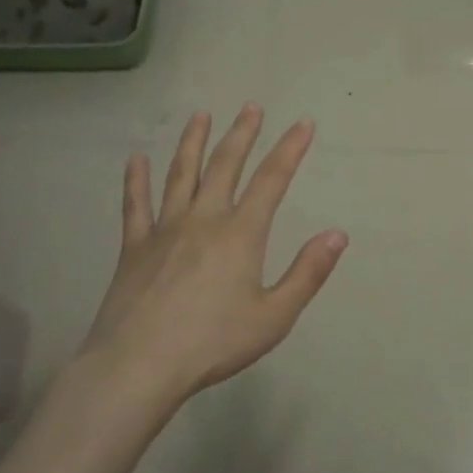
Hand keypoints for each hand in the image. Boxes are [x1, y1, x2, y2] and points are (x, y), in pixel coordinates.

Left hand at [81, 105, 347, 405]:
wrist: (139, 365)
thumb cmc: (213, 343)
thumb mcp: (274, 316)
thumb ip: (307, 273)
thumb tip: (338, 234)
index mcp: (241, 234)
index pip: (272, 180)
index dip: (290, 149)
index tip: (303, 124)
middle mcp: (204, 219)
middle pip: (225, 165)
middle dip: (242, 134)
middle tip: (251, 107)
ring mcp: (164, 229)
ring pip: (181, 174)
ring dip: (193, 142)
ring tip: (200, 115)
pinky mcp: (134, 246)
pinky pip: (135, 204)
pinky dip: (136, 179)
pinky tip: (136, 159)